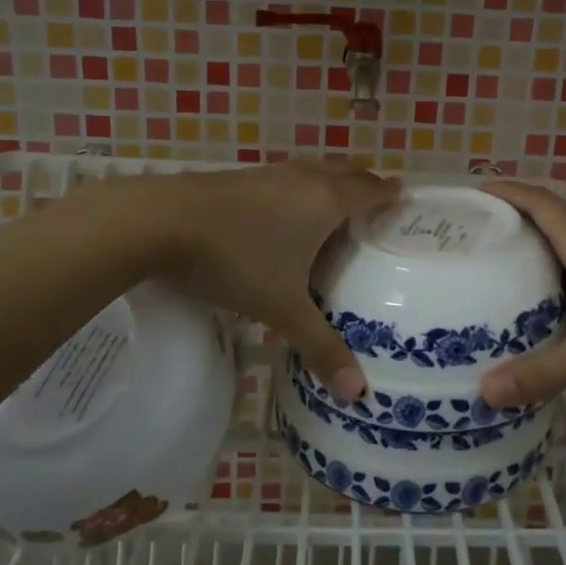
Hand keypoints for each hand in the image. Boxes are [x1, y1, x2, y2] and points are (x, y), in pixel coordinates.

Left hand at [160, 162, 400, 401]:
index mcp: (325, 202)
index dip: (390, 192)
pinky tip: (282, 213)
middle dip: (363, 184)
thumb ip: (321, 347)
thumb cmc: (236, 259)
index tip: (404, 195)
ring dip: (329, 183)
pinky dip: (298, 190)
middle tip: (374, 204)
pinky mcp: (238, 177)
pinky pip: (284, 178)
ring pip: (312, 171)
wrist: (160, 221)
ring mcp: (268, 174)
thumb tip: (358, 393)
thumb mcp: (281, 308)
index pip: (370, 190)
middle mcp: (303, 179)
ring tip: (333, 208)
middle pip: (344, 172)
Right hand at [477, 181, 565, 407]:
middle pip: (550, 218)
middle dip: (513, 221)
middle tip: (477, 238)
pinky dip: (562, 272)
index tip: (474, 190)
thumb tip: (486, 392)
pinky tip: (554, 303)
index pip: (537, 200)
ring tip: (505, 269)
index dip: (505, 190)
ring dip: (539, 248)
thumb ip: (542, 372)